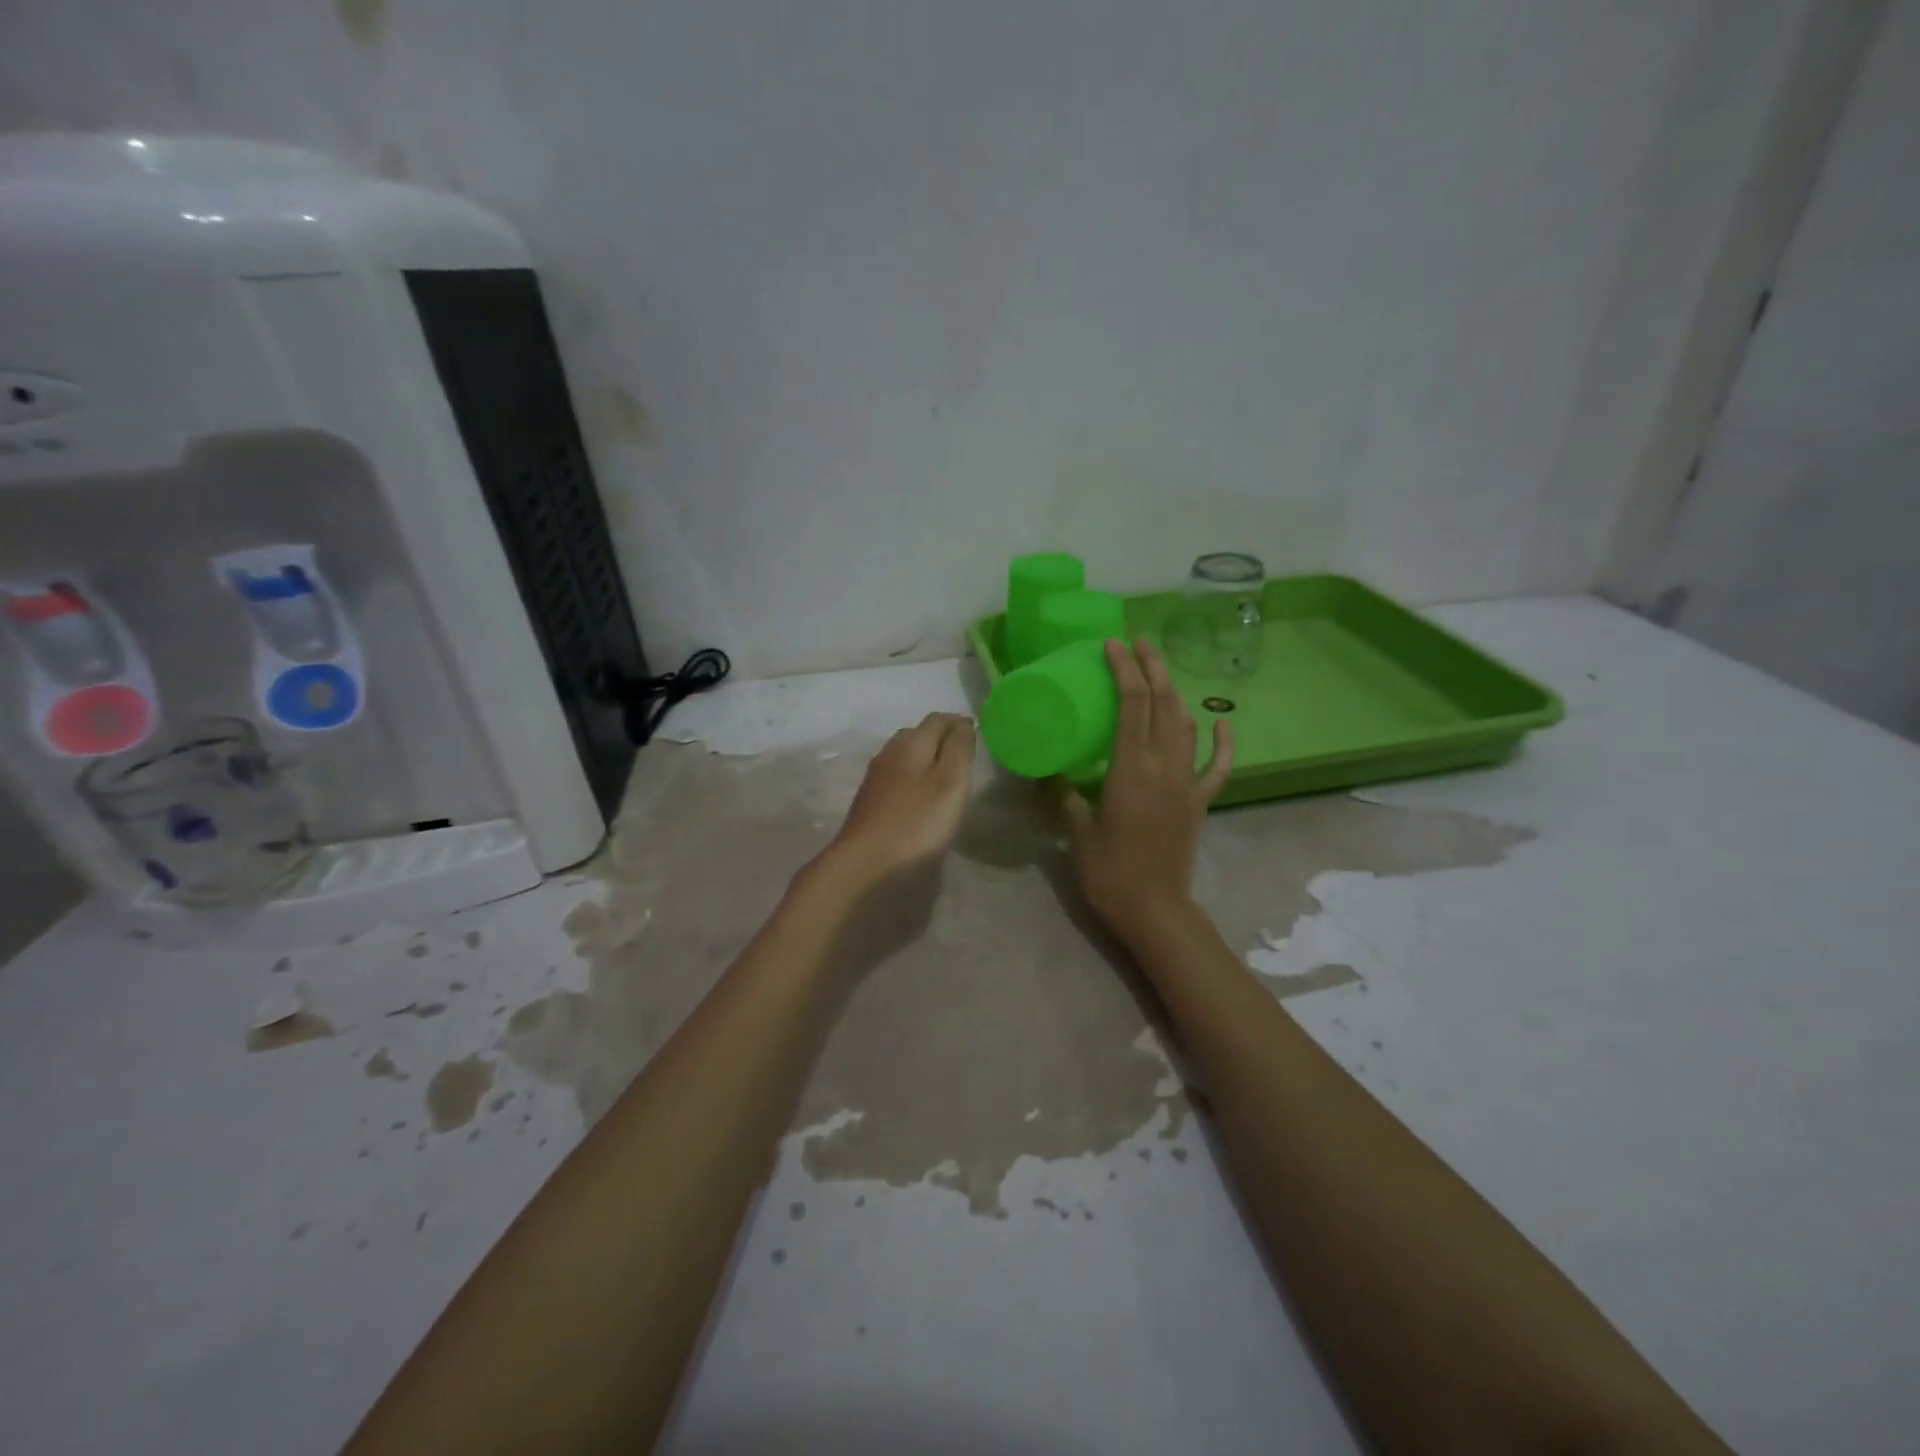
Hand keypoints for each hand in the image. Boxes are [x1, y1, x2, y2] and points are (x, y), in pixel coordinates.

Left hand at [818, 712, 976, 887]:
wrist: (865, 868)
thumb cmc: (916, 824)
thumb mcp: (950, 782)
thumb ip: (959, 749)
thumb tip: (964, 723)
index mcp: (909, 744)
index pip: (938, 719)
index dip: (960, 723)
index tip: (980, 735)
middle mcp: (889, 754)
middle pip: (918, 735)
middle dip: (943, 739)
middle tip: (967, 757)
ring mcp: (876, 781)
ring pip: (905, 758)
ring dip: (927, 761)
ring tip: (949, 778)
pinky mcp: (870, 806)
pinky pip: (897, 781)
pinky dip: (915, 782)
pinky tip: (924, 801)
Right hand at [1059, 638, 1232, 946]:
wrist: (1155, 911)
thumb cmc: (1109, 872)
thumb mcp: (1076, 830)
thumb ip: (1063, 794)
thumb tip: (1045, 771)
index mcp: (1132, 767)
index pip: (1132, 703)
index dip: (1124, 669)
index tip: (1112, 645)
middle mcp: (1164, 765)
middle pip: (1163, 703)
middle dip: (1152, 667)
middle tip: (1138, 643)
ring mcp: (1187, 783)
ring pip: (1187, 725)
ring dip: (1175, 694)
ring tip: (1160, 673)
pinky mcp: (1199, 802)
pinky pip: (1218, 767)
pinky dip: (1223, 743)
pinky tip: (1221, 723)